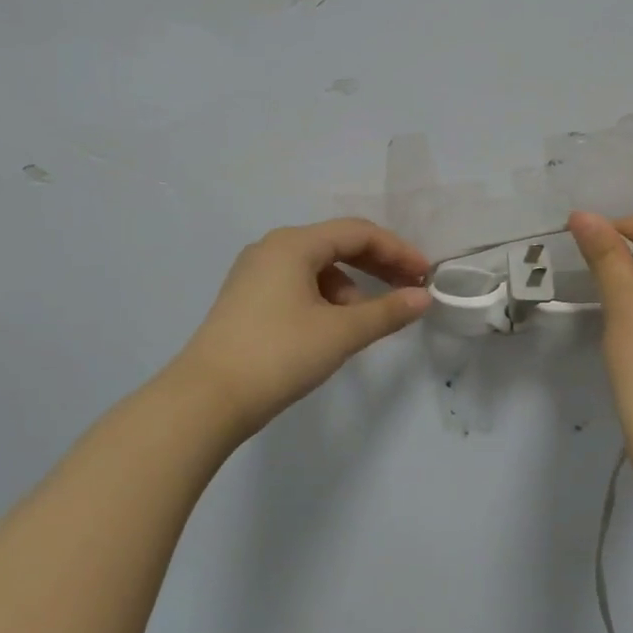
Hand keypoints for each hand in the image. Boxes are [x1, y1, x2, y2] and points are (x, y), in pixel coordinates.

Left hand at [176, 218, 431, 440]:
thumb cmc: (278, 355)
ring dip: (352, 286)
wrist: (207, 399)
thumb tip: (423, 298)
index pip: (358, 233)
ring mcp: (255, 274)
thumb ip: (387, 312)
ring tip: (368, 320)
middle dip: (378, 265)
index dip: (397, 250)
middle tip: (409, 288)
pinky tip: (335, 327)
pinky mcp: (247, 300)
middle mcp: (272, 249)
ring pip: (318, 268)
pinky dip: (326, 298)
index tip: (425, 275)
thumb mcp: (341, 332)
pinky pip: (299, 285)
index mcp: (293, 244)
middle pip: (337, 245)